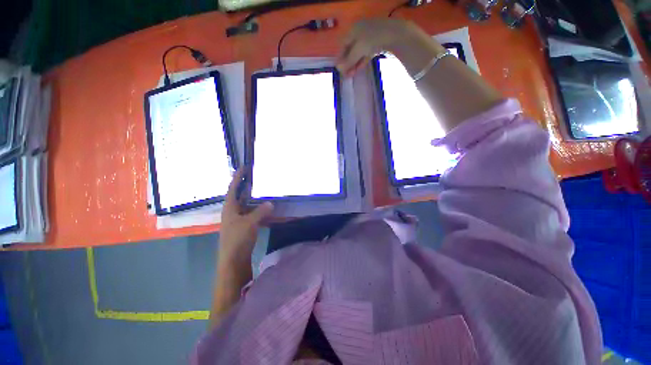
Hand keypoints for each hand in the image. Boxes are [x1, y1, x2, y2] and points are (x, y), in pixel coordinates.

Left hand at [218, 168, 273, 267]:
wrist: (233, 261)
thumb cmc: (237, 239)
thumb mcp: (250, 223)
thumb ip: (261, 212)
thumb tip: (271, 203)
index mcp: (230, 208)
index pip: (233, 189)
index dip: (237, 177)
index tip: (243, 167)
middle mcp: (232, 212)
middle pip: (239, 195)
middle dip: (246, 186)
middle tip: (256, 177)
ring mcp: (238, 220)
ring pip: (247, 205)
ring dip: (254, 198)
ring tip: (263, 190)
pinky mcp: (244, 227)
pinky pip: (252, 214)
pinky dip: (259, 210)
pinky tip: (267, 209)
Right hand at [336, 19, 444, 77]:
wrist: (395, 34)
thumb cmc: (372, 39)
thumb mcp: (358, 50)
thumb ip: (348, 60)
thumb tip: (338, 69)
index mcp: (353, 30)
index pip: (343, 45)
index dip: (340, 58)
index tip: (339, 70)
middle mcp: (359, 32)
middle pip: (350, 49)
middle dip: (347, 63)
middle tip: (345, 75)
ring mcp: (369, 37)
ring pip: (358, 53)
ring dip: (354, 64)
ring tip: (351, 75)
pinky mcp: (376, 43)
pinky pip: (366, 54)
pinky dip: (361, 61)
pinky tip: (358, 69)